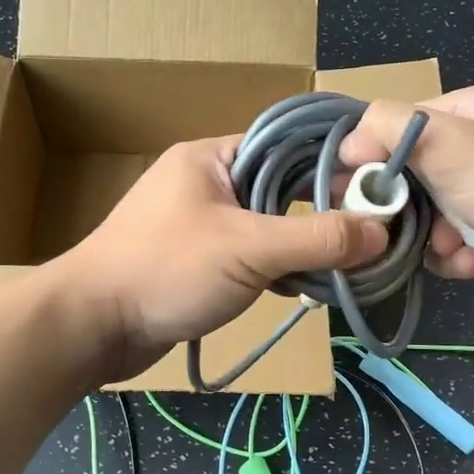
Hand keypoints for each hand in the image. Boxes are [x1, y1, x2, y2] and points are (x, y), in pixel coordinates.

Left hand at [57, 136, 388, 378]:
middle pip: (280, 187)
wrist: (92, 326)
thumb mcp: (248, 249)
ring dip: (300, 246)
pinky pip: (248, 254)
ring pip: (266, 225)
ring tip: (345, 264)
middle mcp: (206, 182)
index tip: (377, 192)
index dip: (333, 166)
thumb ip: (316, 239)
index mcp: (212, 157)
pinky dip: (275, 268)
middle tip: (369, 234)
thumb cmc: (166, 270)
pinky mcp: (196, 260)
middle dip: (321, 212)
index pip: (287, 146)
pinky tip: (301, 288)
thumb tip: (381, 230)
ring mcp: (198, 223)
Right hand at [338, 85, 473, 304]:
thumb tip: (348, 143)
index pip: (394, 126)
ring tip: (451, 247)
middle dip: (400, 206)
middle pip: (405, 174)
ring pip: (423, 214)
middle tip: (387, 228)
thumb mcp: (450, 143)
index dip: (369, 157)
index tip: (352, 190)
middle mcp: (471, 146)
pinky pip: (448, 241)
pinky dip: (453, 255)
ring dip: (429, 237)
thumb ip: (390, 128)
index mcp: (463, 111)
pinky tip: (472, 263)